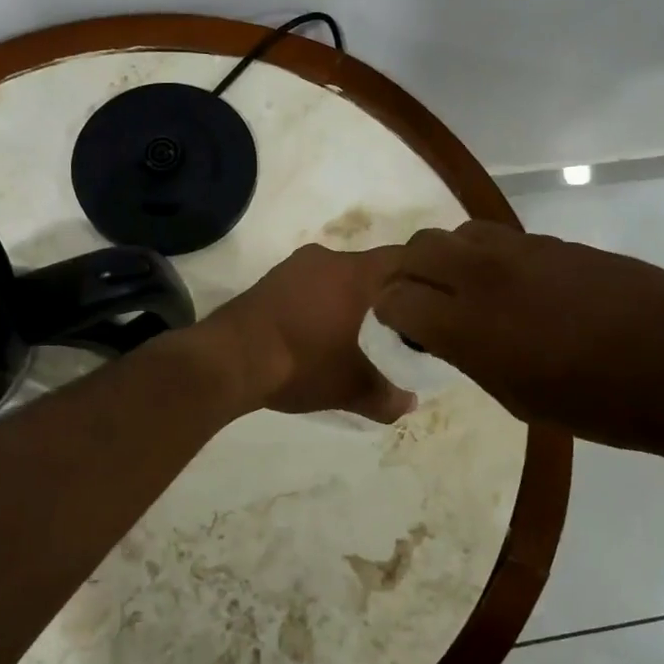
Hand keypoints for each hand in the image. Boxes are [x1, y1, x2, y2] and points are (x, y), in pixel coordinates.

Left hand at [201, 245, 416, 422]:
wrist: (229, 360)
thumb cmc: (301, 363)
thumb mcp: (350, 387)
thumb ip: (386, 395)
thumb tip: (410, 404)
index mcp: (354, 274)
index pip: (402, 259)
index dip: (423, 275)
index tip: (433, 297)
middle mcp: (327, 259)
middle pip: (369, 268)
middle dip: (384, 292)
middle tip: (397, 322)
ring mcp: (293, 267)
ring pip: (336, 275)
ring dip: (348, 297)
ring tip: (357, 329)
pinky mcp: (269, 280)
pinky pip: (308, 284)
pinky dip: (320, 301)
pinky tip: (318, 330)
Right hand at [372, 220, 663, 451]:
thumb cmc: (595, 403)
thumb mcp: (515, 396)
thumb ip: (468, 355)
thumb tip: (446, 335)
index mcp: (467, 325)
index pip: (395, 298)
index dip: (388, 314)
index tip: (398, 329)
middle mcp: (484, 275)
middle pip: (417, 249)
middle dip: (406, 275)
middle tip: (421, 303)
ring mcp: (522, 250)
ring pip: (458, 233)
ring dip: (448, 258)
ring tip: (466, 289)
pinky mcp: (555, 241)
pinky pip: (501, 238)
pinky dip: (488, 258)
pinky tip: (515, 286)